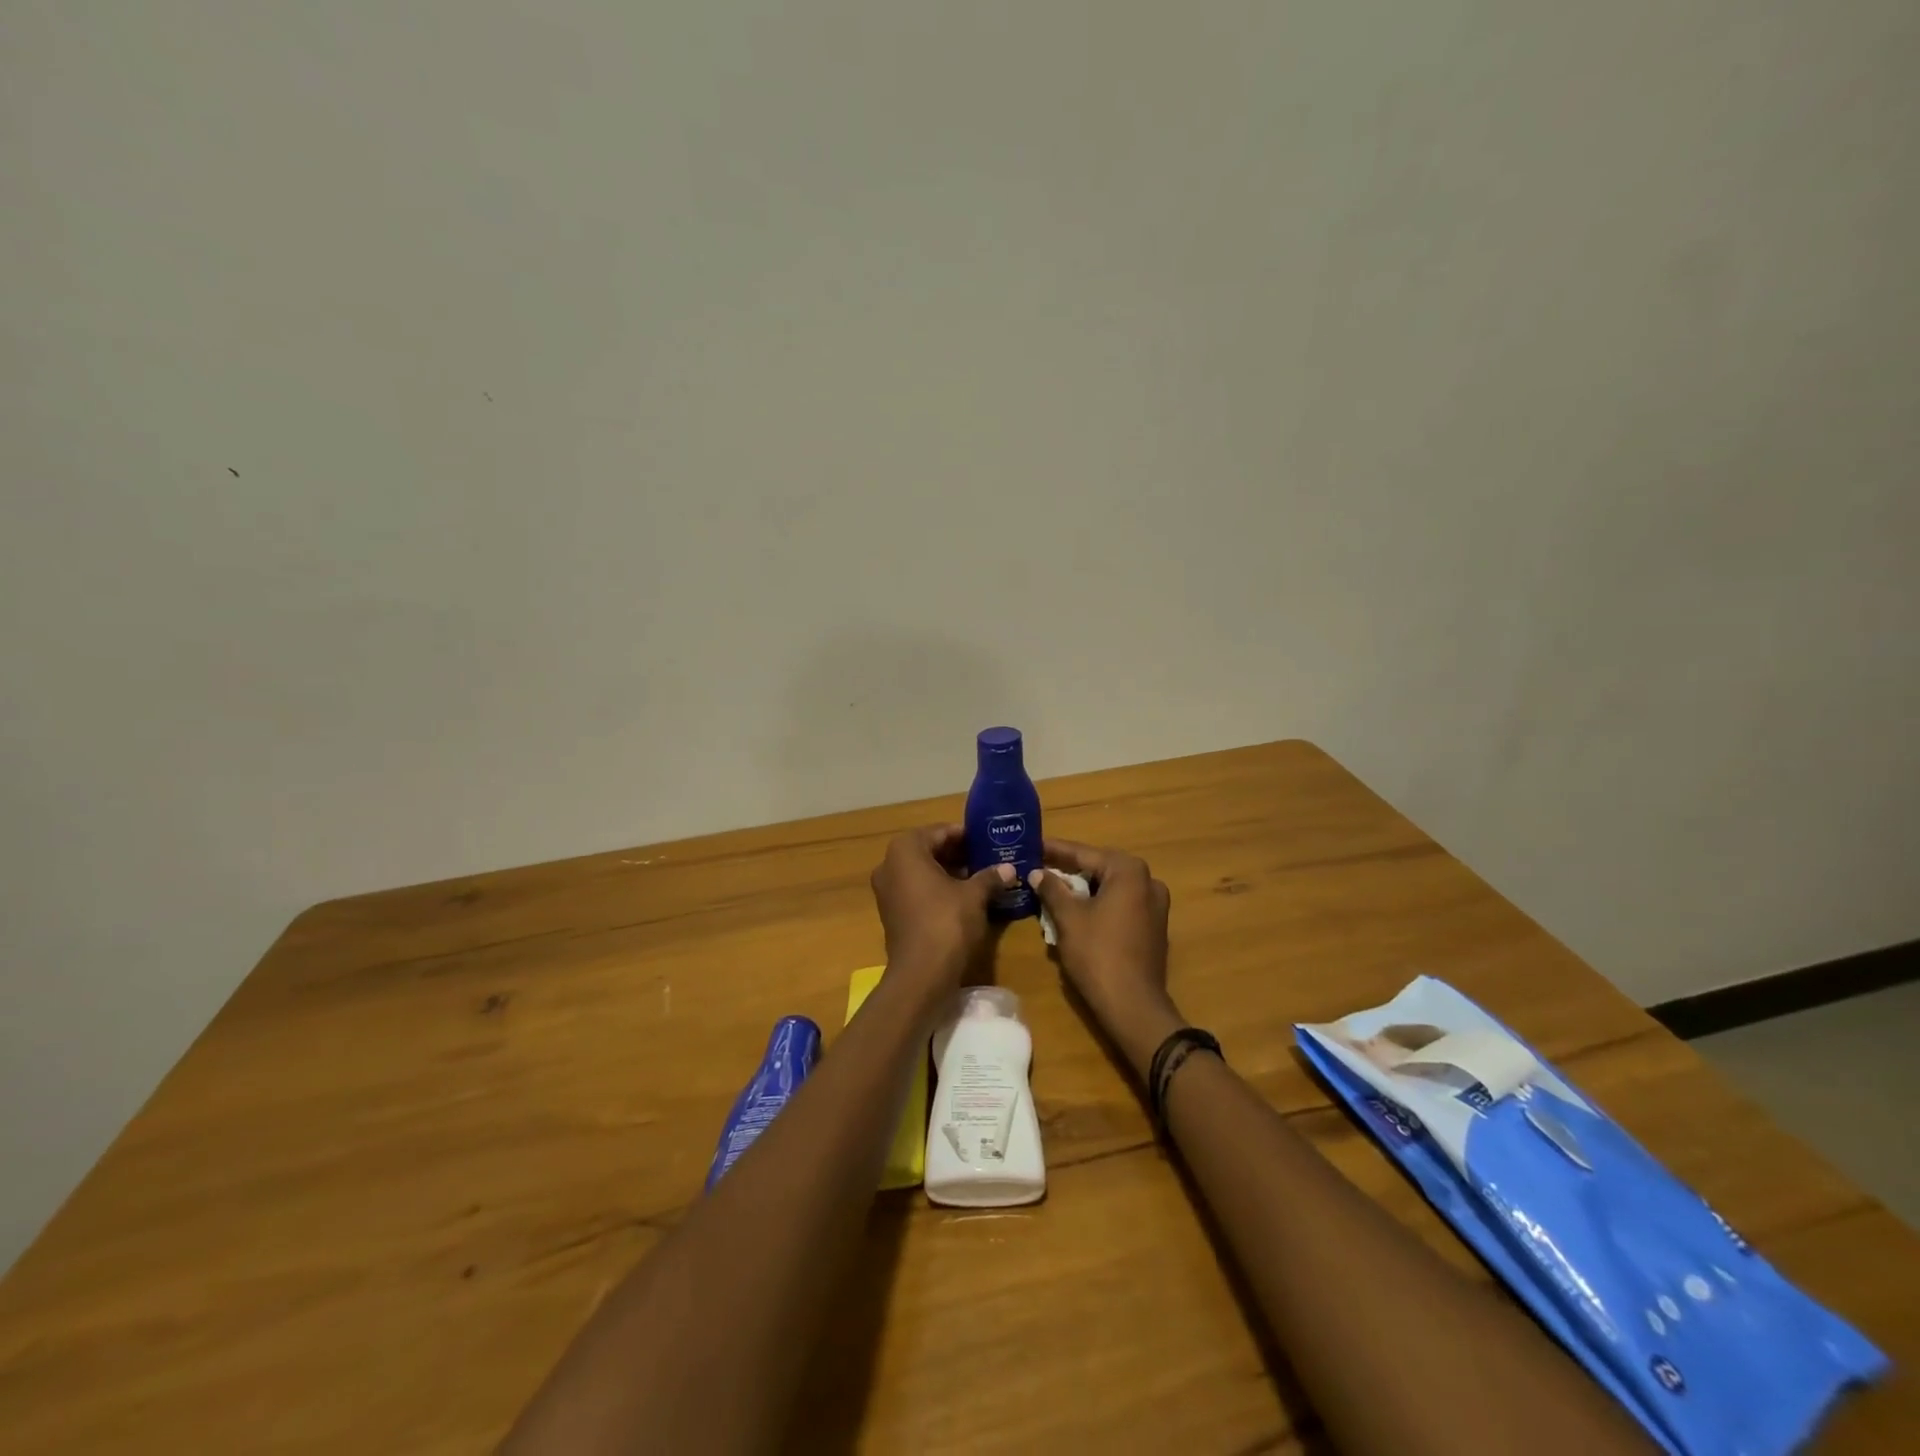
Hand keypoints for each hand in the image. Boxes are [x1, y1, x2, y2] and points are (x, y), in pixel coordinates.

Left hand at [870, 825, 1012, 986]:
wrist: (921, 974)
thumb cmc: (947, 922)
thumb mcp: (974, 896)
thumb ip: (990, 877)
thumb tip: (1008, 869)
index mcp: (905, 850)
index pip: (939, 832)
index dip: (965, 835)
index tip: (987, 840)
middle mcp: (889, 865)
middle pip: (928, 850)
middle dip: (957, 854)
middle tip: (986, 857)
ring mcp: (887, 891)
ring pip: (922, 872)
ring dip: (949, 872)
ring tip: (980, 877)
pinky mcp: (891, 913)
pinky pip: (916, 891)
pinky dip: (937, 890)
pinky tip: (964, 898)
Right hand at [1028, 841, 1181, 1076]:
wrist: (1133, 1005)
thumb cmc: (1098, 954)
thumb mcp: (1068, 918)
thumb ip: (1052, 889)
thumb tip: (1038, 872)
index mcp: (1128, 871)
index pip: (1084, 854)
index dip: (1055, 850)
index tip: (1032, 845)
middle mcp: (1148, 881)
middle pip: (1100, 868)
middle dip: (1069, 868)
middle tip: (1039, 865)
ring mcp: (1155, 905)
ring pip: (1110, 887)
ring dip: (1084, 888)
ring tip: (1053, 887)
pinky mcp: (1153, 927)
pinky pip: (1120, 905)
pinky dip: (1099, 904)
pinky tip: (1076, 910)